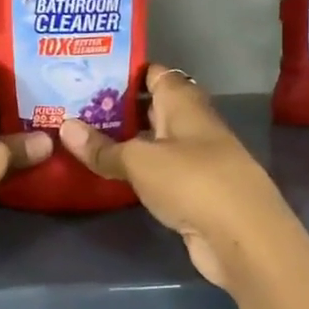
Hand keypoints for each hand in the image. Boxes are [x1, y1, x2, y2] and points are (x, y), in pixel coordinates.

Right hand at [59, 65, 298, 291]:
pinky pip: (158, 170)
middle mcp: (192, 124)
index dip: (124, 70)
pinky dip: (136, 169)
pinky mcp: (194, 190)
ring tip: (82, 136)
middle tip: (73, 105)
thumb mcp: (140, 161)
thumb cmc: (192, 182)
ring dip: (125, 139)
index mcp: (183, 103)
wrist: (243, 237)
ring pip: (154, 140)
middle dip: (117, 106)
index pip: (153, 73)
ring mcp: (196, 158)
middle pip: (152, 106)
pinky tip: (109, 171)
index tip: (87, 72)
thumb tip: (64, 126)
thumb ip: (103, 147)